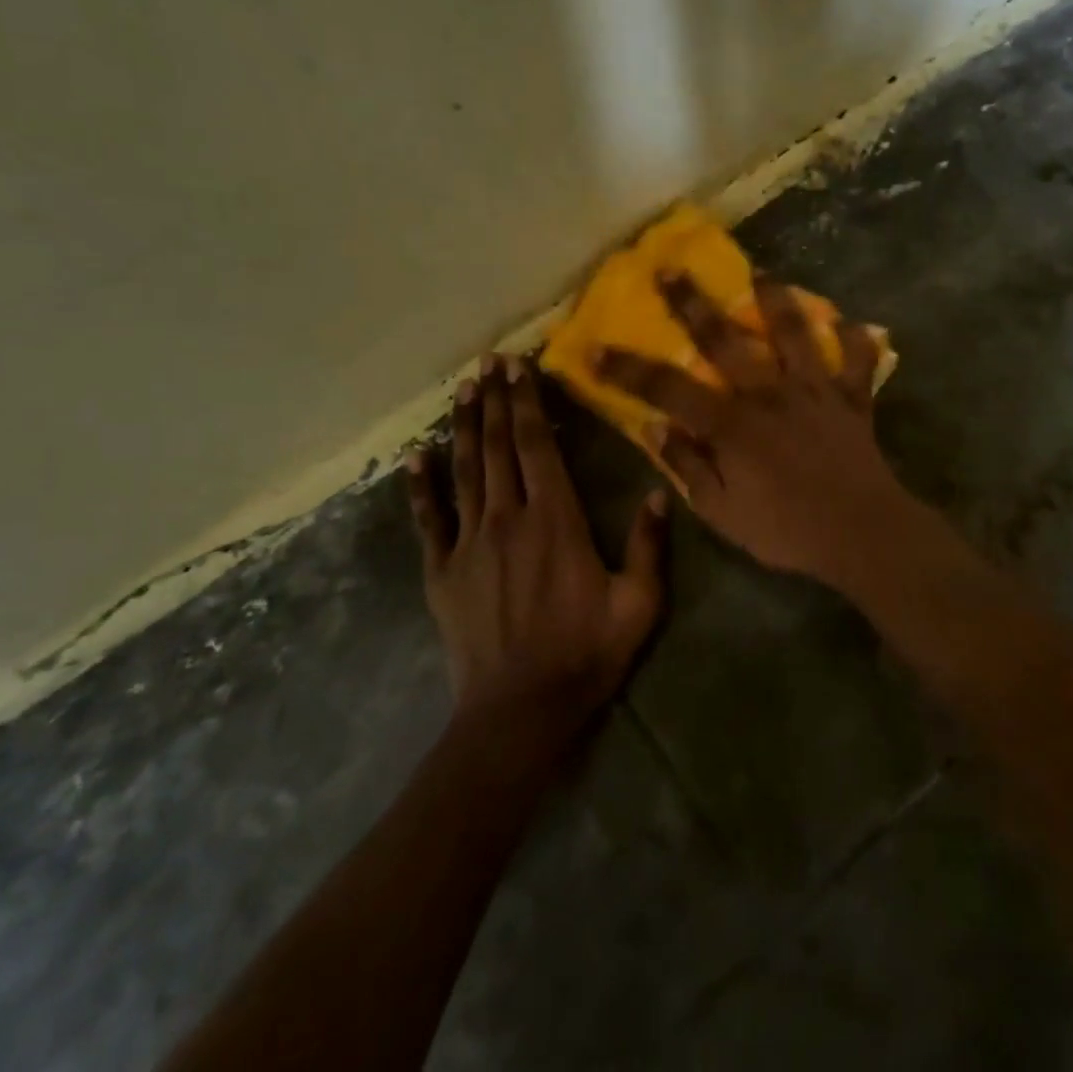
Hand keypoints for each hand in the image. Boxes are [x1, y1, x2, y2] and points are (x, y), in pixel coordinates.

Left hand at [406, 356, 666, 738]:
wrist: (519, 710)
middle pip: (496, 447)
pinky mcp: (442, 570)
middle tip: (487, 362)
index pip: (536, 445)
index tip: (517, 367)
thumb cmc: (585, 653)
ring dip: (461, 428)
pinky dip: (420, 487)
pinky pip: (428, 519)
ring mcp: (469, 542)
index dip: (525, 402)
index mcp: (555, 518)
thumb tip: (658, 492)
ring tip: (460, 390)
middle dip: (493, 400)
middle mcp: (508, 517)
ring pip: (464, 471)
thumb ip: (649, 546)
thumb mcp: (638, 604)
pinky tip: (413, 458)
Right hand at [593, 273, 917, 586]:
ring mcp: (813, 390)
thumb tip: (656, 430)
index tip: (595, 349)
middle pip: (725, 339)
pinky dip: (855, 340)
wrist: (861, 535)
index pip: (667, 389)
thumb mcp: (721, 513)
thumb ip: (688, 467)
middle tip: (672, 268)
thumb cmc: (785, 530)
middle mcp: (768, 394)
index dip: (627, 369)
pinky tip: (849, 322)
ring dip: (776, 300)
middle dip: (693, 302)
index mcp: (731, 424)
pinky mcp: (852, 399)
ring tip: (762, 273)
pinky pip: (857, 361)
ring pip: (794, 333)